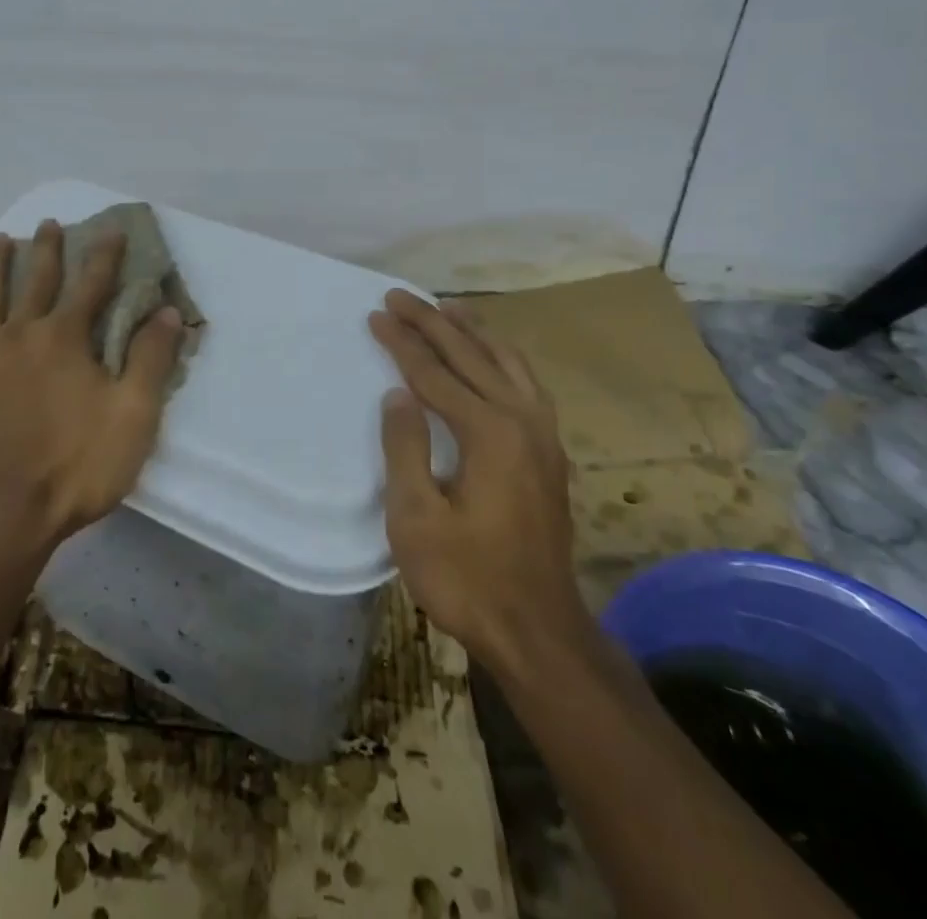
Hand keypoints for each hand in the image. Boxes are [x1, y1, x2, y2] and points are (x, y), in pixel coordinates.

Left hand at [0, 221, 186, 547]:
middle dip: (48, 248)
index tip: (112, 229)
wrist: (9, 513)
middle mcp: (21, 332)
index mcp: (66, 338)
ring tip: (0, 240)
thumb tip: (168, 311)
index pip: (92, 283)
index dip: (105, 254)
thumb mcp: (134, 415)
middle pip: (36, 279)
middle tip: (51, 224)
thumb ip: (152, 359)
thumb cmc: (79, 464)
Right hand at [368, 290, 592, 675]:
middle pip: (472, 356)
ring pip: (508, 363)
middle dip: (433, 323)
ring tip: (448, 308)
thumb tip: (398, 394)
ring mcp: (543, 437)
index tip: (377, 314)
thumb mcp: (416, 518)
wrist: (539, 632)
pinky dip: (502, 358)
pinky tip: (493, 358)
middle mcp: (523, 421)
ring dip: (474, 333)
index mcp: (489, 433)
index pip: (435, 374)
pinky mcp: (549, 454)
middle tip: (400, 295)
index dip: (402, 343)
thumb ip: (405, 448)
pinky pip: (525, 384)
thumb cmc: (467, 578)